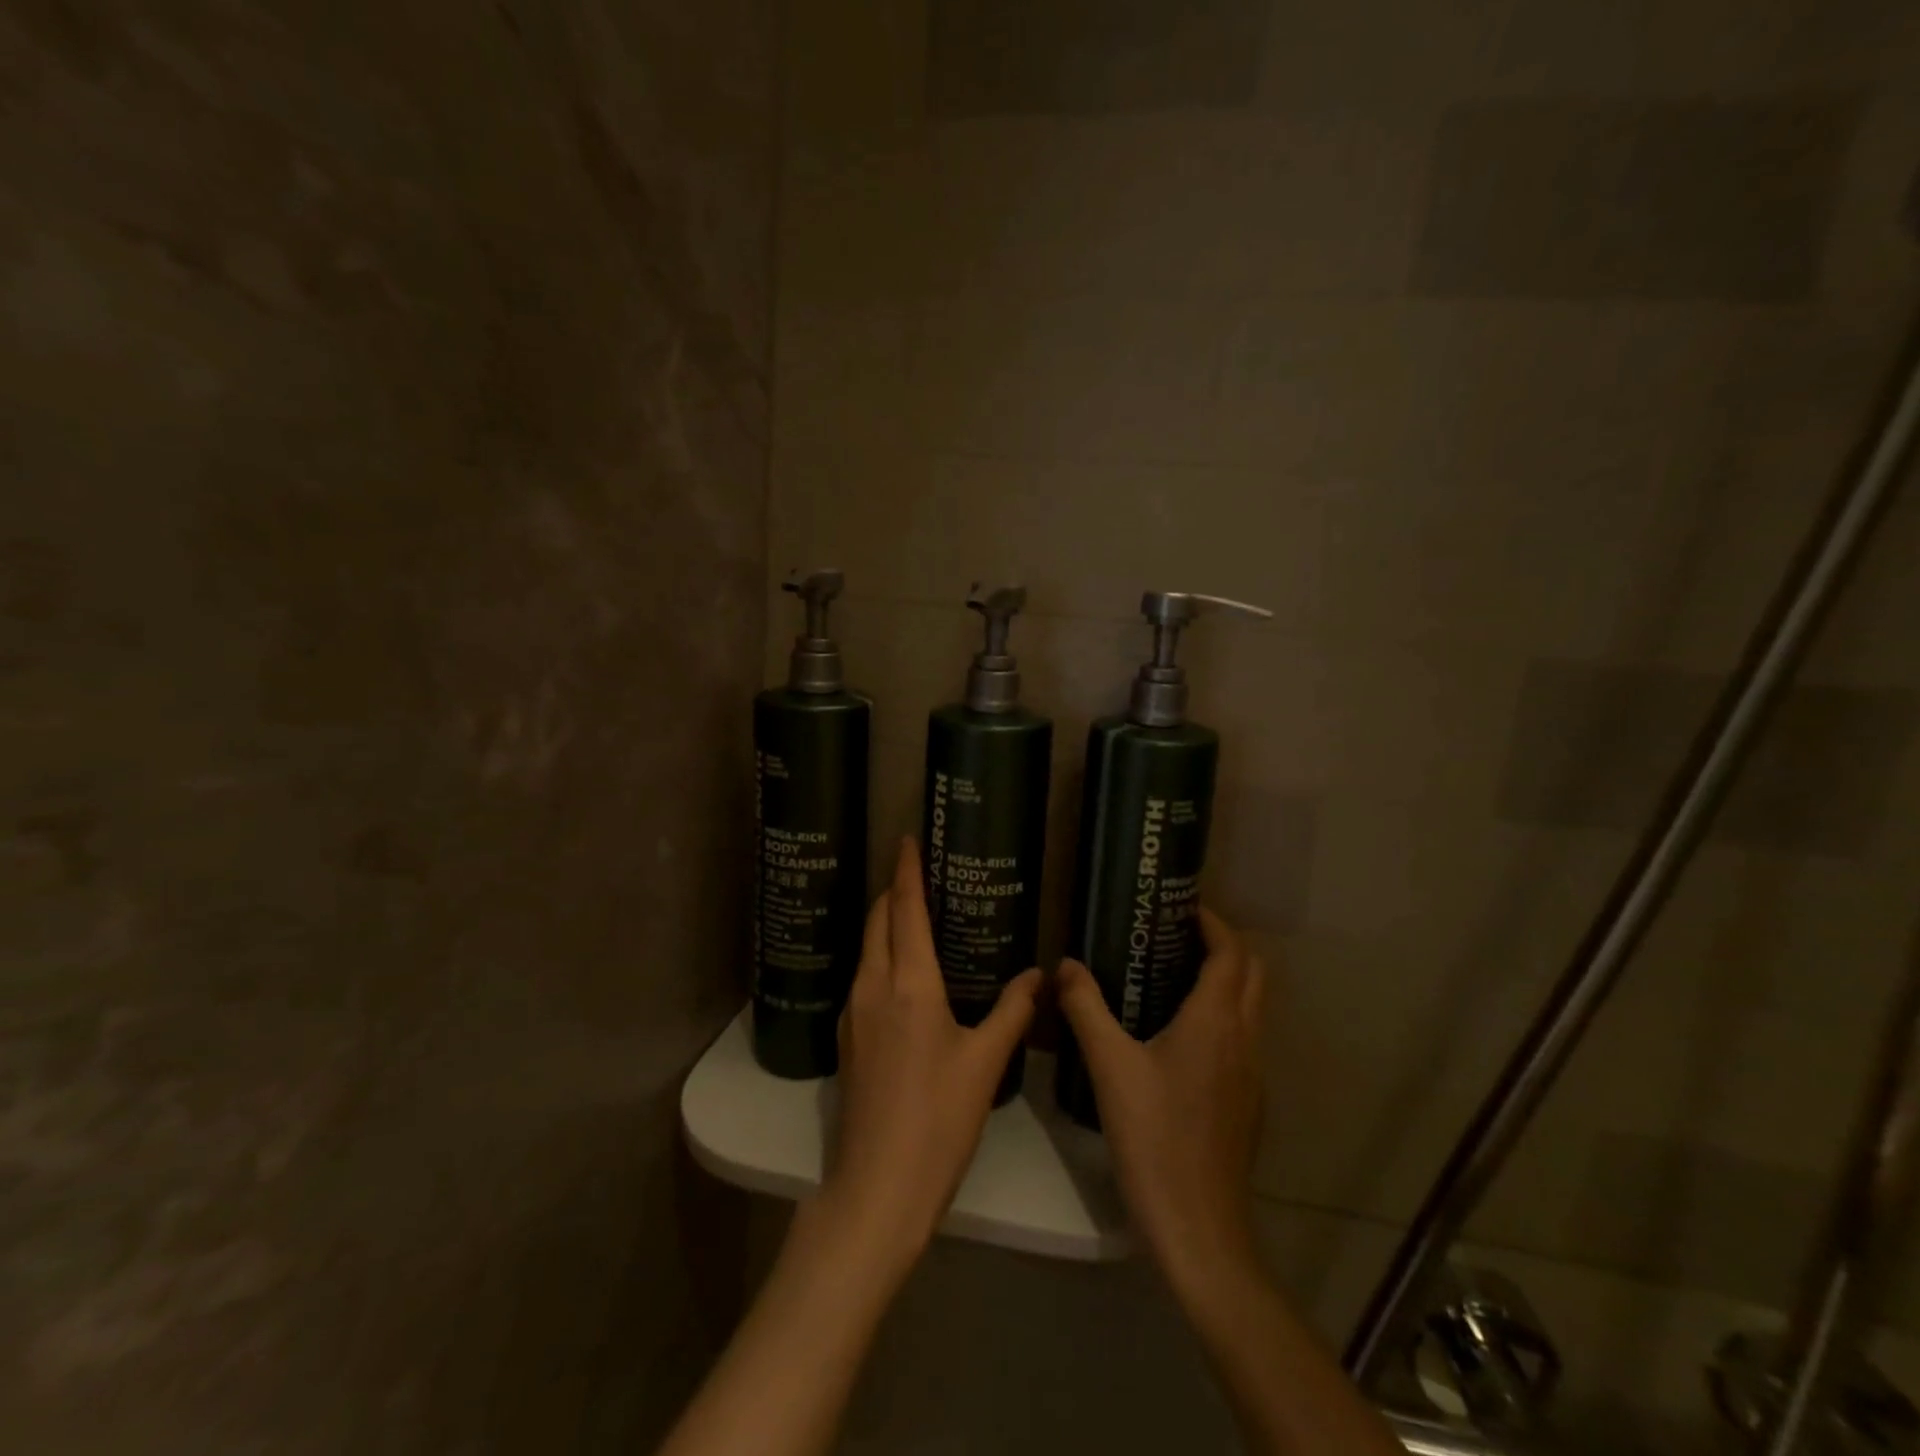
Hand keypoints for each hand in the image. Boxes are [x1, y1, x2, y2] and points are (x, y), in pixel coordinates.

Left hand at [823, 838, 1040, 1269]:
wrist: (876, 1188)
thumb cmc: (938, 1120)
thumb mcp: (985, 1062)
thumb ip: (1014, 1011)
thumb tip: (1040, 974)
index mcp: (909, 983)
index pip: (903, 908)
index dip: (906, 870)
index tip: (907, 839)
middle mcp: (873, 986)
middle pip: (877, 921)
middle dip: (893, 891)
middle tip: (919, 874)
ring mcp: (852, 1013)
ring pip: (867, 949)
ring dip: (885, 924)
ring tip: (915, 917)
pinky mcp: (846, 1039)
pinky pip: (864, 978)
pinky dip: (881, 957)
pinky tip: (903, 975)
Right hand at [1055, 907, 1266, 1292]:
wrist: (1198, 1228)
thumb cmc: (1154, 1137)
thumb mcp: (1109, 1066)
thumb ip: (1085, 1008)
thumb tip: (1065, 965)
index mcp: (1216, 1021)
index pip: (1231, 953)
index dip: (1213, 923)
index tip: (1183, 907)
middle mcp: (1244, 1039)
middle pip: (1252, 974)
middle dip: (1224, 946)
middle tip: (1177, 935)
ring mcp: (1252, 1074)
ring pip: (1251, 1008)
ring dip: (1226, 981)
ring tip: (1173, 976)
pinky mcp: (1247, 1104)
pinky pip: (1242, 1040)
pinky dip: (1222, 1017)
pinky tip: (1178, 1037)